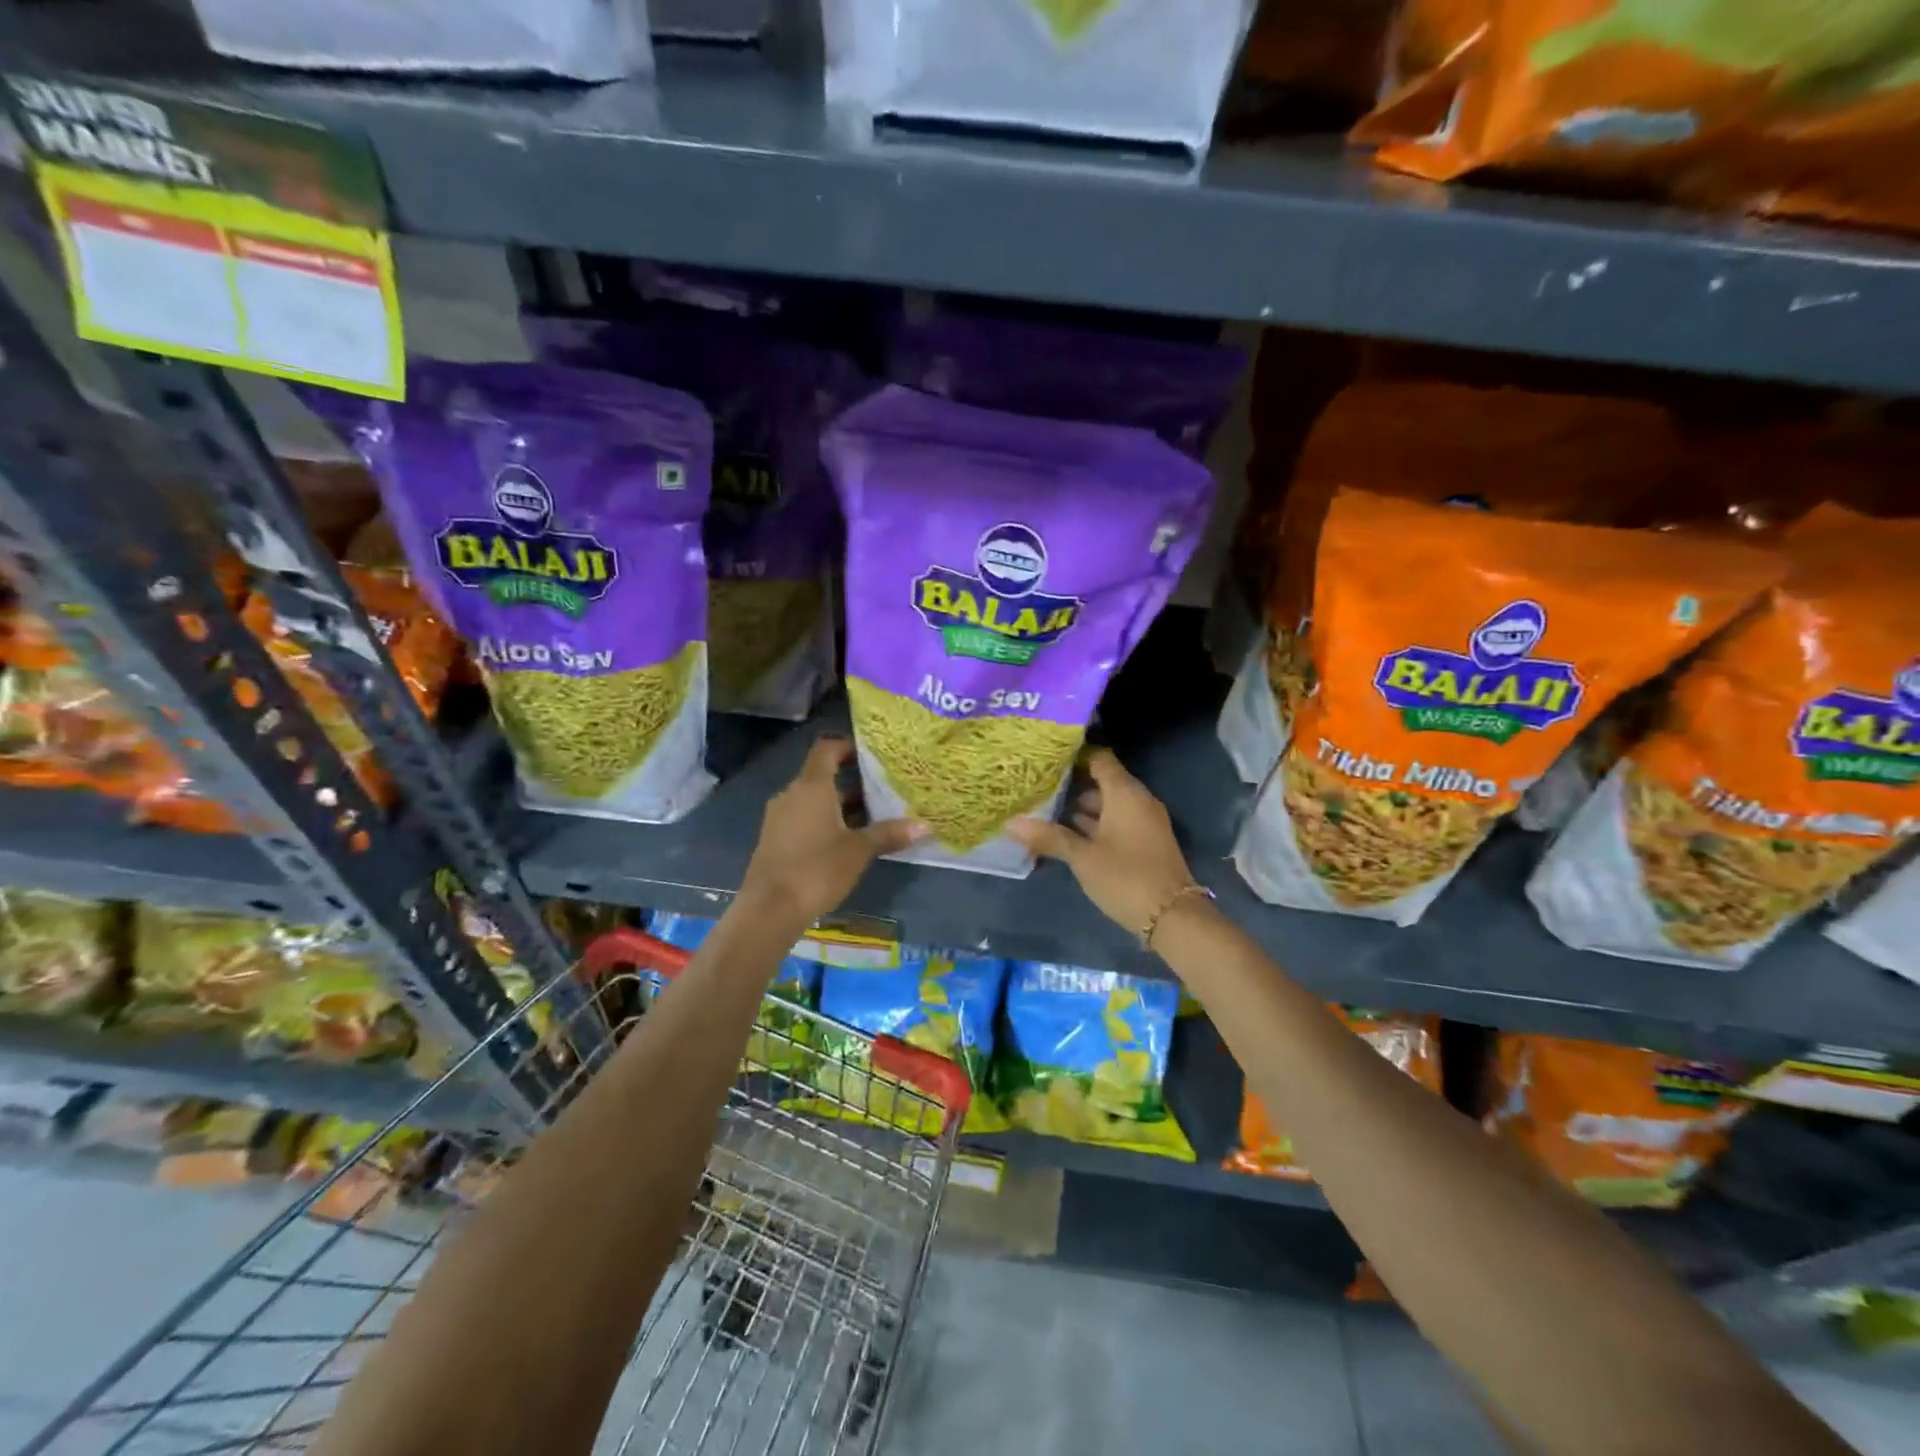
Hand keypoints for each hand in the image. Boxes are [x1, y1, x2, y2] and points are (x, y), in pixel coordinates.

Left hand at [741, 737, 924, 924]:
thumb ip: (889, 834)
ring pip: (814, 800)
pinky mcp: (775, 839)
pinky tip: (847, 840)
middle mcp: (792, 794)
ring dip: (840, 805)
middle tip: (883, 789)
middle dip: (852, 781)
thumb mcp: (859, 851)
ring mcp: (780, 817)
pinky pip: (804, 818)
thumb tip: (924, 826)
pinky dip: (825, 821)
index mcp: (812, 786)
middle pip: (822, 776)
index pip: (826, 749)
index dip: (847, 747)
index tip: (871, 756)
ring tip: (872, 817)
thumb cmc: (817, 869)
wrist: (770, 908)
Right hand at [1008, 748, 1201, 938]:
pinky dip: (1096, 823)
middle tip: (1039, 785)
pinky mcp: (1145, 842)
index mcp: (1125, 794)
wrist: (1173, 917)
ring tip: (1047, 808)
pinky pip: (1117, 821)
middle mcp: (1138, 801)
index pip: (1100, 759)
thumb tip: (1011, 823)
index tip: (1047, 759)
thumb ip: (1049, 837)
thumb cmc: (1125, 877)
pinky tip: (1069, 833)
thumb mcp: (1083, 857)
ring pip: (1110, 804)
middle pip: (1104, 781)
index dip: (1075, 756)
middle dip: (1073, 783)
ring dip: (1083, 806)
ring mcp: (1144, 822)